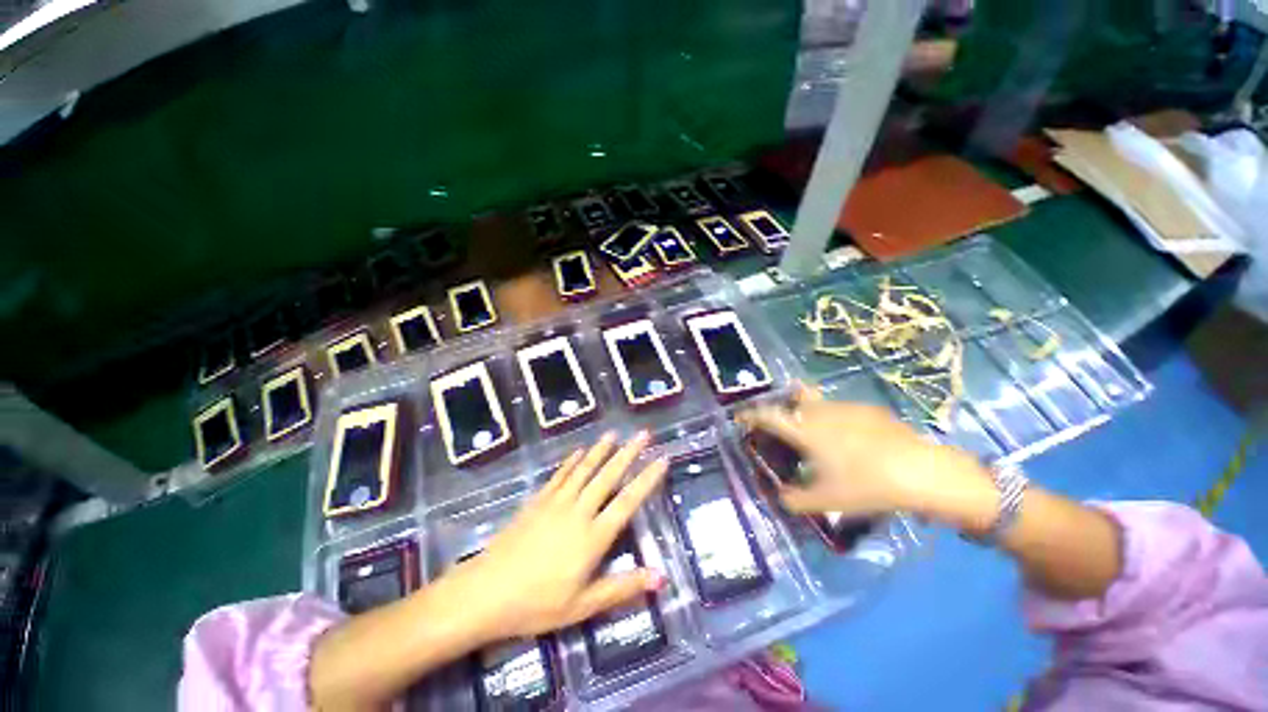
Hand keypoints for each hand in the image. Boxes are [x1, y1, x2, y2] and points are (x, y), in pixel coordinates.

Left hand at [441, 431, 668, 640]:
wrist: (486, 593)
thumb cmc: (537, 605)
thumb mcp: (583, 606)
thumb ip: (622, 588)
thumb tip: (661, 578)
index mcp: (593, 537)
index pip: (627, 501)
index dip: (647, 479)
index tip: (661, 459)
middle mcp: (578, 511)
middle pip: (608, 476)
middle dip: (628, 453)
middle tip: (643, 434)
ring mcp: (556, 502)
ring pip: (584, 469)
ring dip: (601, 450)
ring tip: (614, 433)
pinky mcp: (538, 500)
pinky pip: (560, 475)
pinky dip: (572, 461)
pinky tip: (579, 450)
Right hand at [736, 385, 988, 518]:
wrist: (922, 472)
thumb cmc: (867, 485)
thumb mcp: (827, 500)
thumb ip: (796, 501)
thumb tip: (781, 498)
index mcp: (805, 430)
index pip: (768, 416)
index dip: (751, 415)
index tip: (740, 418)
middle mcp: (821, 412)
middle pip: (792, 400)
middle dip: (782, 409)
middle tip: (782, 426)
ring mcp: (846, 408)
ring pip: (817, 403)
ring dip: (808, 413)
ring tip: (816, 434)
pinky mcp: (868, 410)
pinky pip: (841, 410)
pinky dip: (834, 420)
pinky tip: (849, 439)